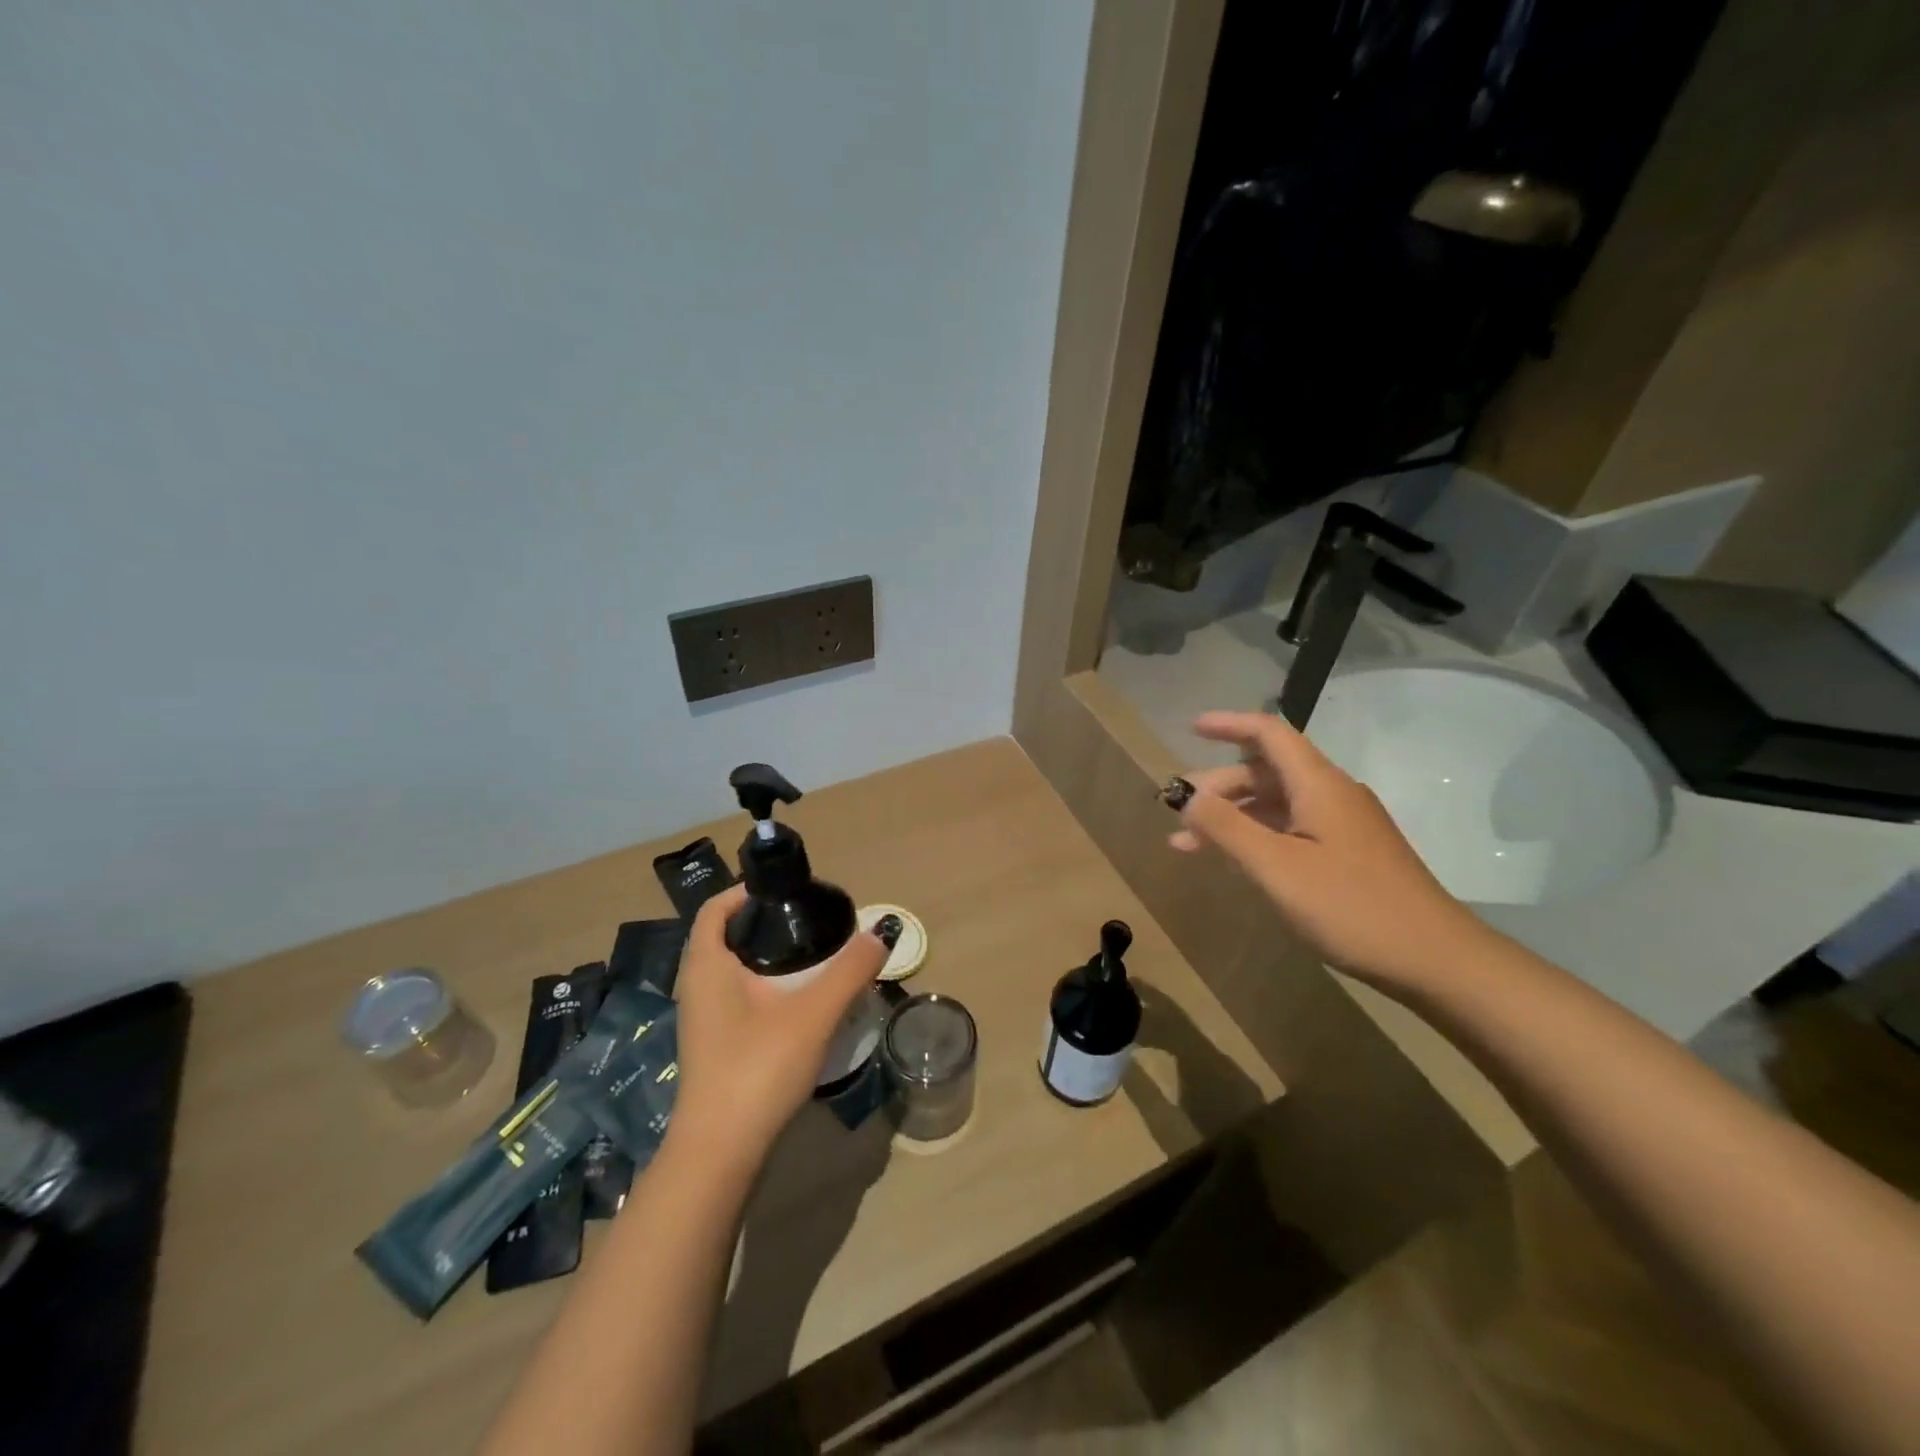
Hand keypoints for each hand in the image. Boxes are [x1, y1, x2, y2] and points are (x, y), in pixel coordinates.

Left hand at [666, 885, 887, 1176]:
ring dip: (765, 958)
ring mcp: (702, 1022)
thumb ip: (849, 970)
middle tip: (808, 923)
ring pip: (732, 972)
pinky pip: (736, 999)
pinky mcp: (713, 1048)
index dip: (745, 891)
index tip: (785, 891)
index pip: (715, 909)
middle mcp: (697, 988)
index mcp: (707, 966)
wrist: (720, 1154)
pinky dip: (764, 988)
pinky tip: (798, 1005)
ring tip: (810, 959)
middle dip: (763, 924)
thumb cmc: (757, 1068)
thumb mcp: (813, 1013)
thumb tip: (879, 933)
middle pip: (725, 938)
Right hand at [1169, 710, 1483, 992]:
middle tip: (1178, 810)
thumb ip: (1226, 827)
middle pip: (1267, 771)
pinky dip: (1257, 835)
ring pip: (1277, 803)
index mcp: (1319, 785)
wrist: (1435, 959)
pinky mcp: (1350, 853)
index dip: (1228, 725)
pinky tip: (1237, 860)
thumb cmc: (1351, 907)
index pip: (1269, 733)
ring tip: (1190, 843)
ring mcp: (1344, 825)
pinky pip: (1292, 828)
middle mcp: (1333, 794)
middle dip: (1219, 785)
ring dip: (1233, 815)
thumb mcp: (1276, 867)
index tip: (1191, 728)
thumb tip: (1186, 796)